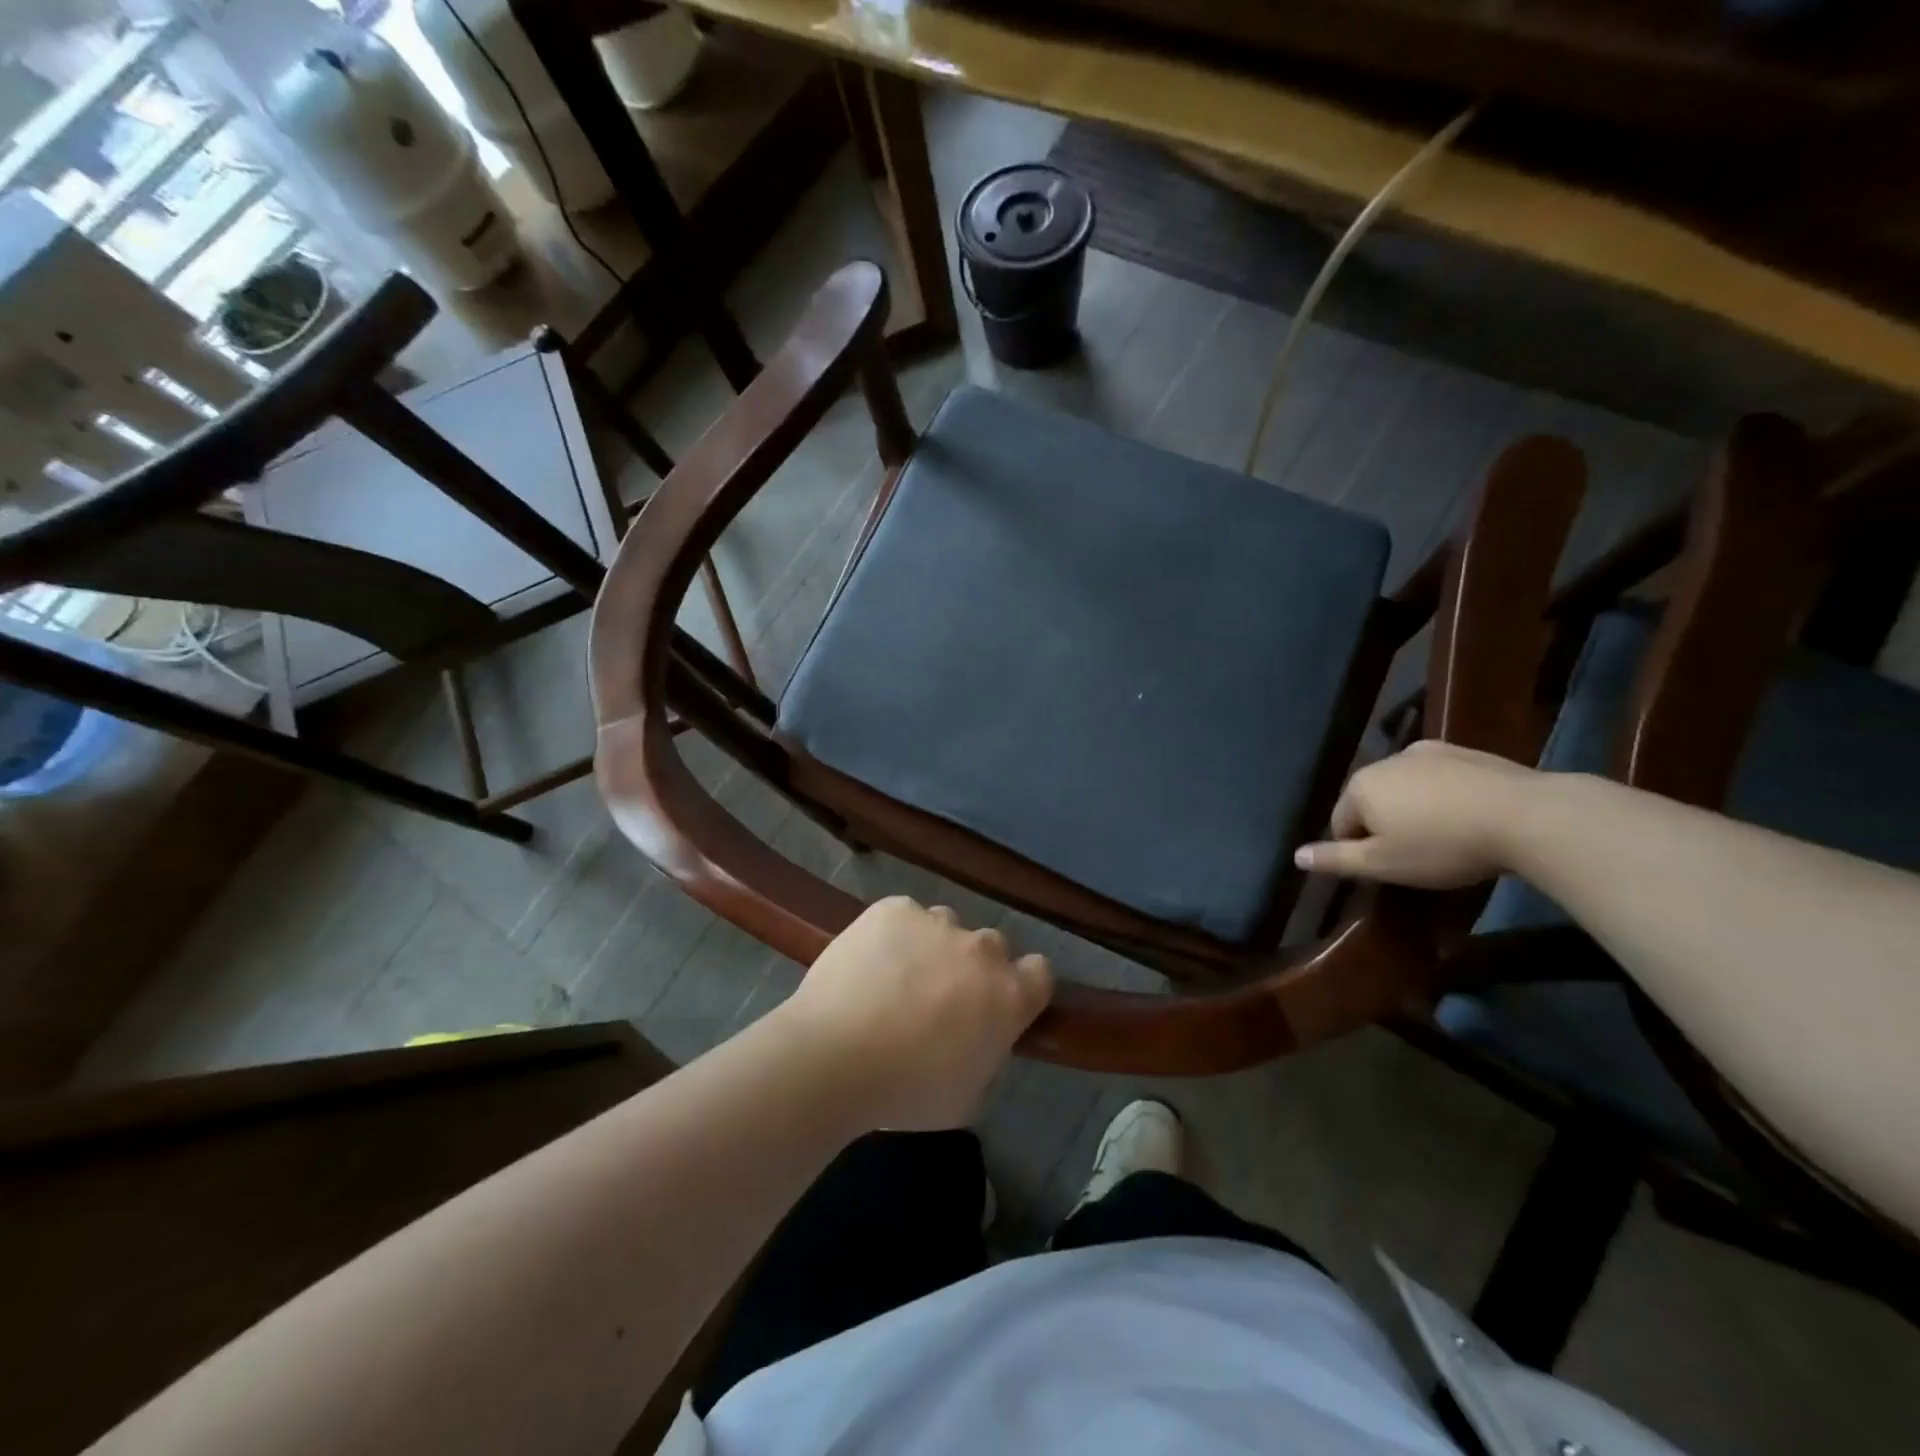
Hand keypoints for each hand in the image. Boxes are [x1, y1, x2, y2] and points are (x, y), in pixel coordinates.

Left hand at [777, 897, 1052, 1131]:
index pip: (1039, 973)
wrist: (834, 1056)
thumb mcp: (966, 1095)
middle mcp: (980, 950)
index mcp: (1008, 996)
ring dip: (932, 947)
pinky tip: (867, 963)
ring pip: (945, 926)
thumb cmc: (905, 1092)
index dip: (1021, 986)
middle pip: (990, 947)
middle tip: (939, 999)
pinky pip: (902, 916)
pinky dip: (892, 934)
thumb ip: (984, 1053)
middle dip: (973, 968)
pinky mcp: (893, 909)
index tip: (997, 1004)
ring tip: (895, 978)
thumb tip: (976, 1037)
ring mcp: (935, 922)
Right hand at [1293, 740, 1541, 888]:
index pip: (1341, 823)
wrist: (1528, 816)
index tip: (1392, 869)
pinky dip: (1446, 796)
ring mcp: (1428, 752)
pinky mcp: (1467, 752)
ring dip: (1416, 809)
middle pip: (1372, 801)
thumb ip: (1336, 860)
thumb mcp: (1384, 865)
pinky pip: (1441, 779)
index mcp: (1361, 786)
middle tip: (1419, 856)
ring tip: (1448, 838)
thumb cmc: (1443, 846)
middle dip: (1387, 825)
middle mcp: (1386, 760)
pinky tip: (1471, 818)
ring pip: (1407, 787)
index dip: (1361, 851)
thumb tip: (1295, 856)